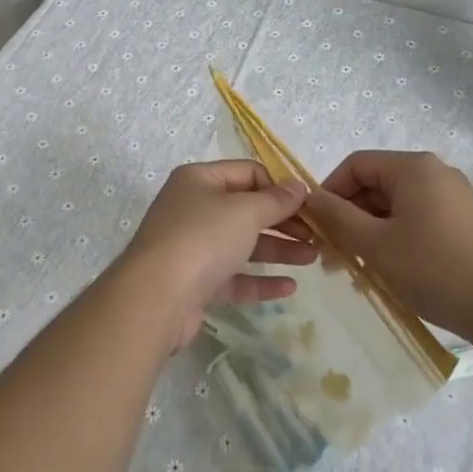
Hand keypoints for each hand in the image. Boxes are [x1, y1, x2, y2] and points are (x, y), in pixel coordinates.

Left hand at [120, 160, 315, 347]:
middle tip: (317, 235)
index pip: (247, 173)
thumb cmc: (202, 239)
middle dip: (283, 221)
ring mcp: (192, 247)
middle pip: (246, 209)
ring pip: (242, 244)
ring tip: (314, 258)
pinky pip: (234, 277)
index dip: (279, 187)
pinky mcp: (195, 283)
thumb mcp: (244, 212)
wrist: (155, 299)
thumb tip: (298, 186)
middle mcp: (193, 208)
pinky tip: (289, 288)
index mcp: (199, 180)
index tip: (309, 205)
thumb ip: (275, 200)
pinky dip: (260, 280)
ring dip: (278, 249)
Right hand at [306, 150, 472, 338]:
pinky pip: (417, 218)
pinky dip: (396, 238)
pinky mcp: (464, 222)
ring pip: (396, 205)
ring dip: (371, 231)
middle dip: (350, 216)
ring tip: (358, 269)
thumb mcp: (376, 244)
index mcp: (413, 166)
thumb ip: (337, 217)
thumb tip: (309, 198)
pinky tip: (390, 270)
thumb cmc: (435, 269)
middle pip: (376, 184)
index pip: (355, 165)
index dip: (330, 192)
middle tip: (333, 255)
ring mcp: (453, 197)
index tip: (317, 227)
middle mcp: (434, 172)